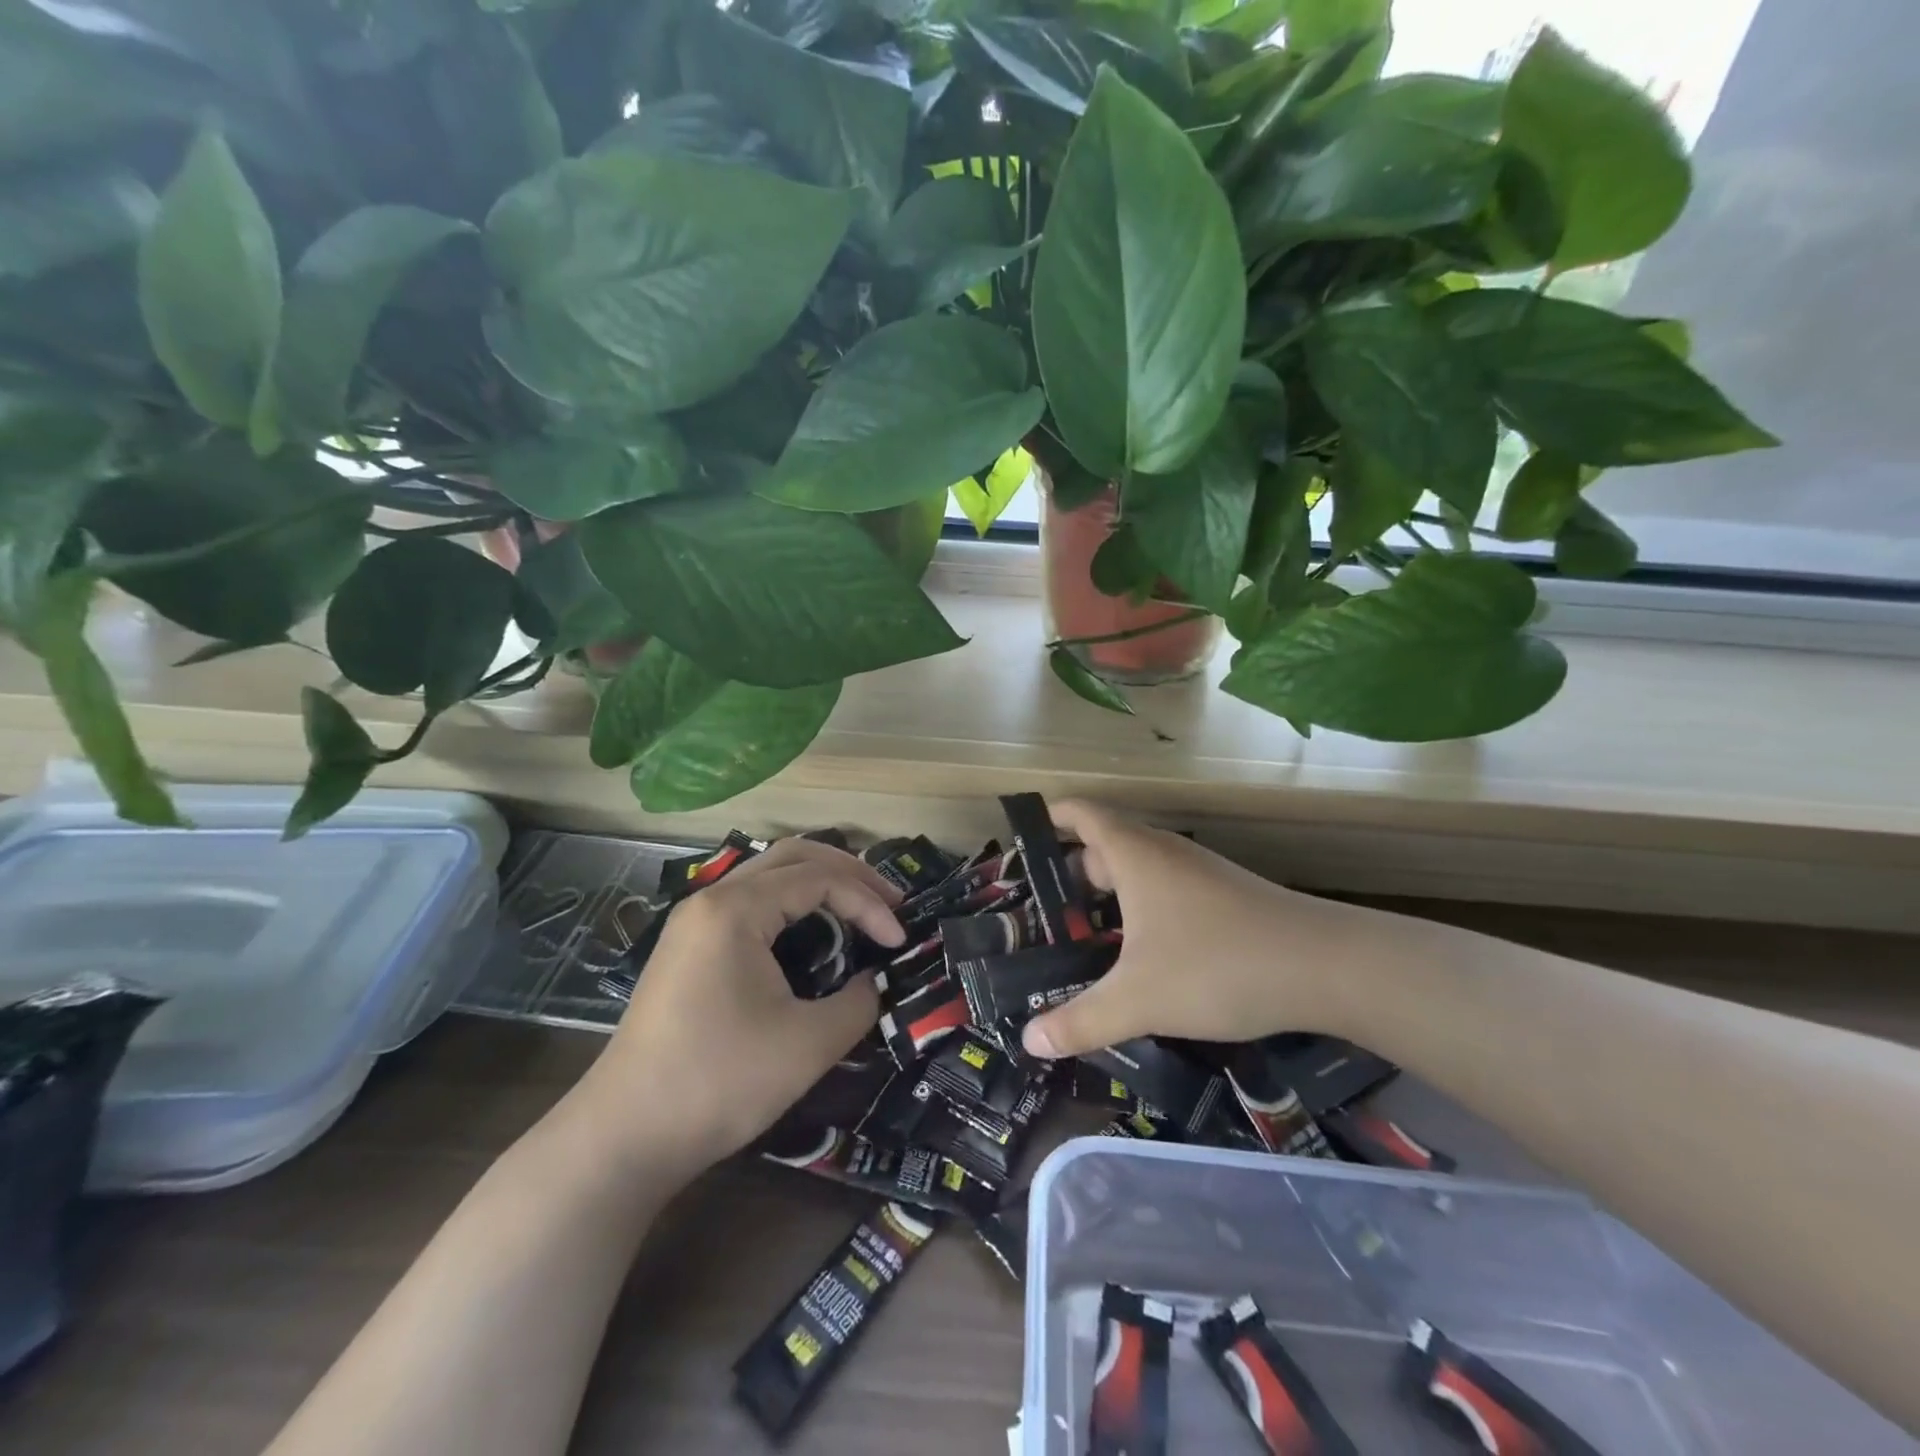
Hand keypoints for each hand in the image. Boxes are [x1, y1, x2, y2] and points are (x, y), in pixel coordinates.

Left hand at [576, 837, 902, 1170]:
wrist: (625, 1136)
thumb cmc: (720, 1082)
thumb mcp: (808, 1044)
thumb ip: (858, 1002)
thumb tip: (873, 982)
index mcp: (736, 909)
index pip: (819, 879)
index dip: (868, 903)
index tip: (899, 941)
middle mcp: (711, 900)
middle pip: (792, 856)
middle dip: (849, 873)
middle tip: (889, 902)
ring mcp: (694, 922)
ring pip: (768, 875)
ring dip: (818, 883)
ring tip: (859, 908)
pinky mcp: (688, 948)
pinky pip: (750, 903)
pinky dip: (791, 904)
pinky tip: (811, 931)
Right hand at [1020, 800, 1381, 1059]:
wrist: (1326, 967)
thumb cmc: (1217, 965)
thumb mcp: (1138, 999)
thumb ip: (1081, 1020)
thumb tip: (1029, 1040)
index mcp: (1135, 855)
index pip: (1082, 814)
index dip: (1051, 816)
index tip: (1023, 836)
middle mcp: (1165, 853)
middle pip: (1108, 842)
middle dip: (1074, 870)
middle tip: (1048, 910)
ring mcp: (1200, 872)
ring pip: (1141, 868)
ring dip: (1112, 891)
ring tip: (1089, 934)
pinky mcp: (1226, 896)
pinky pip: (1168, 887)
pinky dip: (1144, 906)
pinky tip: (1144, 951)